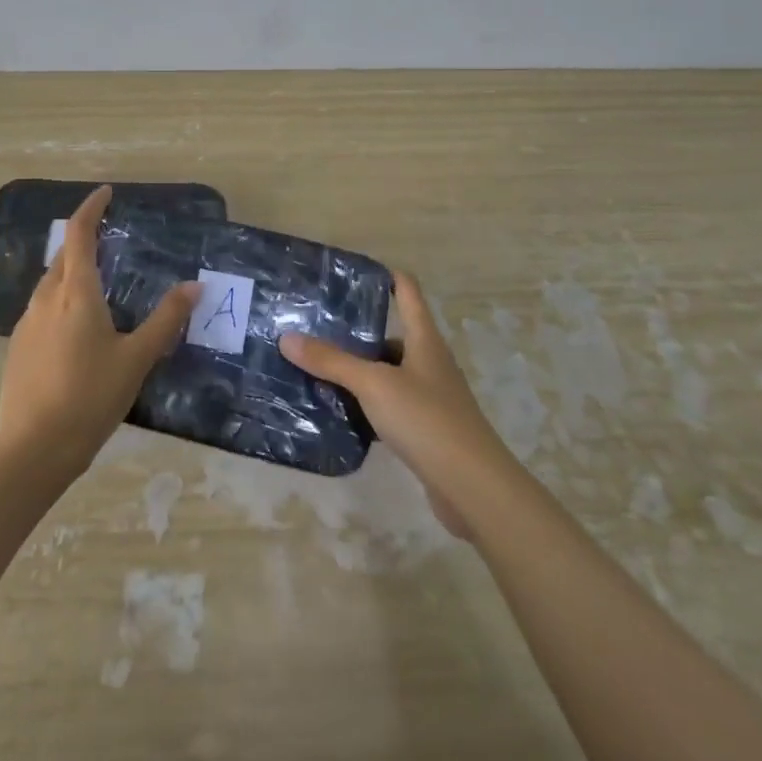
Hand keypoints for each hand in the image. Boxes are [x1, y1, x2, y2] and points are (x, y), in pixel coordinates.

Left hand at [0, 186, 199, 478]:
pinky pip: (42, 308)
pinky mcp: (19, 347)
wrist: (33, 451)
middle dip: (83, 239)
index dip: (91, 208)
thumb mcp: (136, 359)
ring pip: (50, 283)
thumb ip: (166, 320)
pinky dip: (61, 299)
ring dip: (71, 271)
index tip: (106, 193)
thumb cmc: (90, 398)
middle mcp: (46, 299)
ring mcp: (27, 324)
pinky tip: (77, 327)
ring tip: (98, 283)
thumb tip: (195, 286)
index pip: (78, 234)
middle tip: (109, 239)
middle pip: (63, 256)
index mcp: (76, 294)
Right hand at [281, 272, 504, 539]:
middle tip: (314, 328)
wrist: (474, 488)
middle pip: (391, 334)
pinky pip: (389, 406)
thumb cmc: (426, 420)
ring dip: (358, 371)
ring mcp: (430, 397)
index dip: (383, 275)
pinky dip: (366, 405)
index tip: (348, 273)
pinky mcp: (426, 429)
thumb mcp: (373, 385)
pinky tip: (340, 412)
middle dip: (356, 331)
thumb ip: (331, 361)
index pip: (406, 291)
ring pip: (387, 373)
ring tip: (317, 368)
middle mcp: (429, 361)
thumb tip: (287, 337)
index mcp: (424, 339)